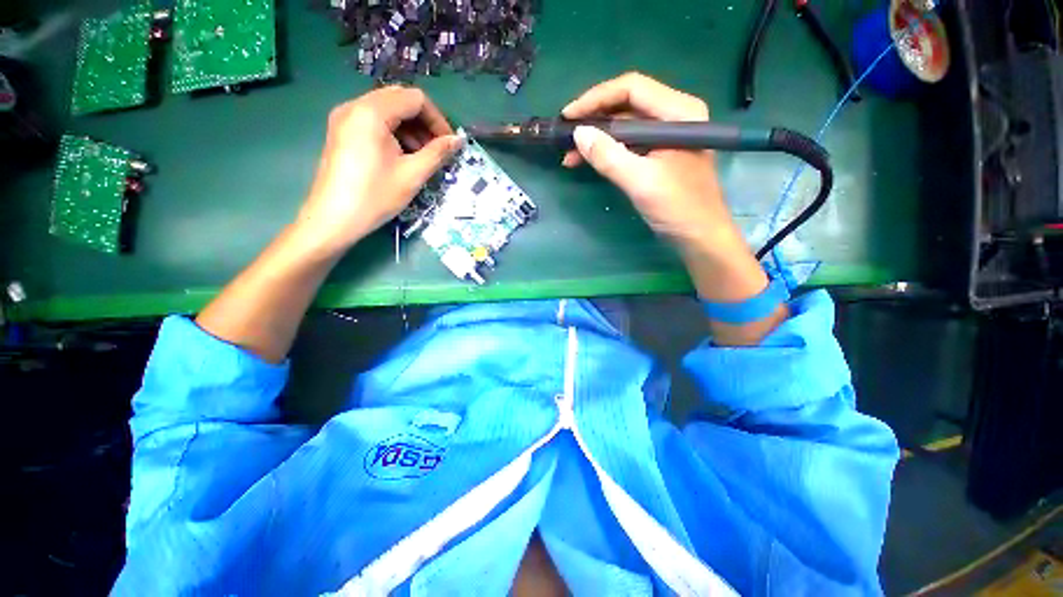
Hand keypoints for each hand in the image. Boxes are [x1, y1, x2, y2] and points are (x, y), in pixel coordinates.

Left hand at [295, 86, 462, 254]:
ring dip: (410, 129)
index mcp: (372, 111)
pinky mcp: (342, 131)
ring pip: (388, 110)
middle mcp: (355, 105)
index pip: (415, 99)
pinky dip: (394, 133)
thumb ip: (437, 153)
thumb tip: (459, 140)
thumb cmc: (375, 197)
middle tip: (438, 150)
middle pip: (400, 100)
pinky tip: (403, 156)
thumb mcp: (412, 175)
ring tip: (422, 157)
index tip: (449, 145)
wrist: (333, 219)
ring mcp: (345, 117)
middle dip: (424, 123)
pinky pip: (374, 121)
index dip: (438, 120)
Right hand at [561, 73, 745, 256]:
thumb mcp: (641, 182)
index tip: (568, 116)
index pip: (632, 89)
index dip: (596, 98)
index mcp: (679, 112)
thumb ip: (609, 157)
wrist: (699, 236)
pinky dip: (607, 151)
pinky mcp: (659, 154)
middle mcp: (674, 116)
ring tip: (570, 155)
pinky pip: (628, 144)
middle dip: (594, 119)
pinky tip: (588, 161)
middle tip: (565, 136)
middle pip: (627, 105)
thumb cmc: (678, 208)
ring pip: (625, 126)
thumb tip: (579, 134)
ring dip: (597, 138)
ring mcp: (667, 136)